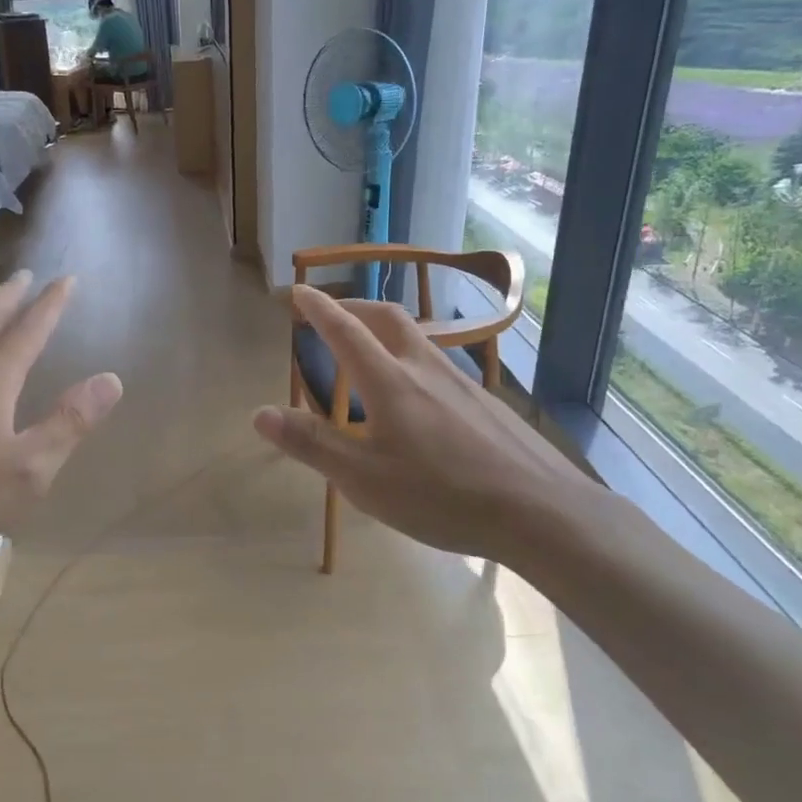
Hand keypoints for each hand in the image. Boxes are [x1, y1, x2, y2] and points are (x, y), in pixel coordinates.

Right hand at [253, 286, 605, 571]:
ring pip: (418, 340)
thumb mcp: (363, 479)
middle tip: (332, 313)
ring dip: (385, 332)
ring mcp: (463, 384)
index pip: (345, 330)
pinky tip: (419, 399)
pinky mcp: (487, 404)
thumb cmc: (442, 496)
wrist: (542, 511)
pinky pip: (440, 367)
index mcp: (390, 382)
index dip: (319, 308)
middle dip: (353, 307)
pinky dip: (412, 362)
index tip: (300, 290)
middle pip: (387, 318)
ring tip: (369, 352)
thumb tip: (259, 413)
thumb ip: (312, 444)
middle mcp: (426, 369)